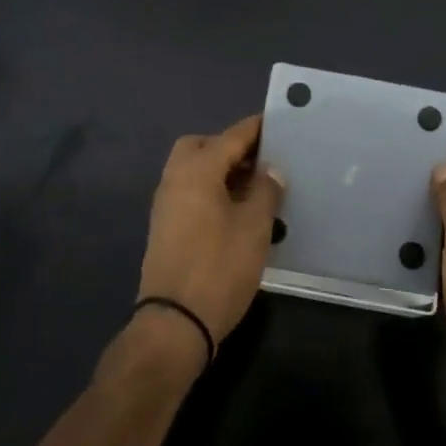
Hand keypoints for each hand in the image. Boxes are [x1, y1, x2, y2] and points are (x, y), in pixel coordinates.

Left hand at [136, 116, 284, 357]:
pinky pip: (190, 192)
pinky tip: (237, 211)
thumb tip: (271, 170)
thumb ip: (266, 191)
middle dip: (230, 147)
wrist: (175, 323)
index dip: (256, 128)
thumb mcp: (254, 227)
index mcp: (197, 170)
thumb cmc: (219, 267)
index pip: (231, 136)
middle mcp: (175, 179)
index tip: (279, 122)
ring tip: (256, 187)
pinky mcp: (165, 228)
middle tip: (262, 160)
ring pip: (194, 170)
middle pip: (202, 146)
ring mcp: (166, 204)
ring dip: (221, 170)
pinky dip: (212, 190)